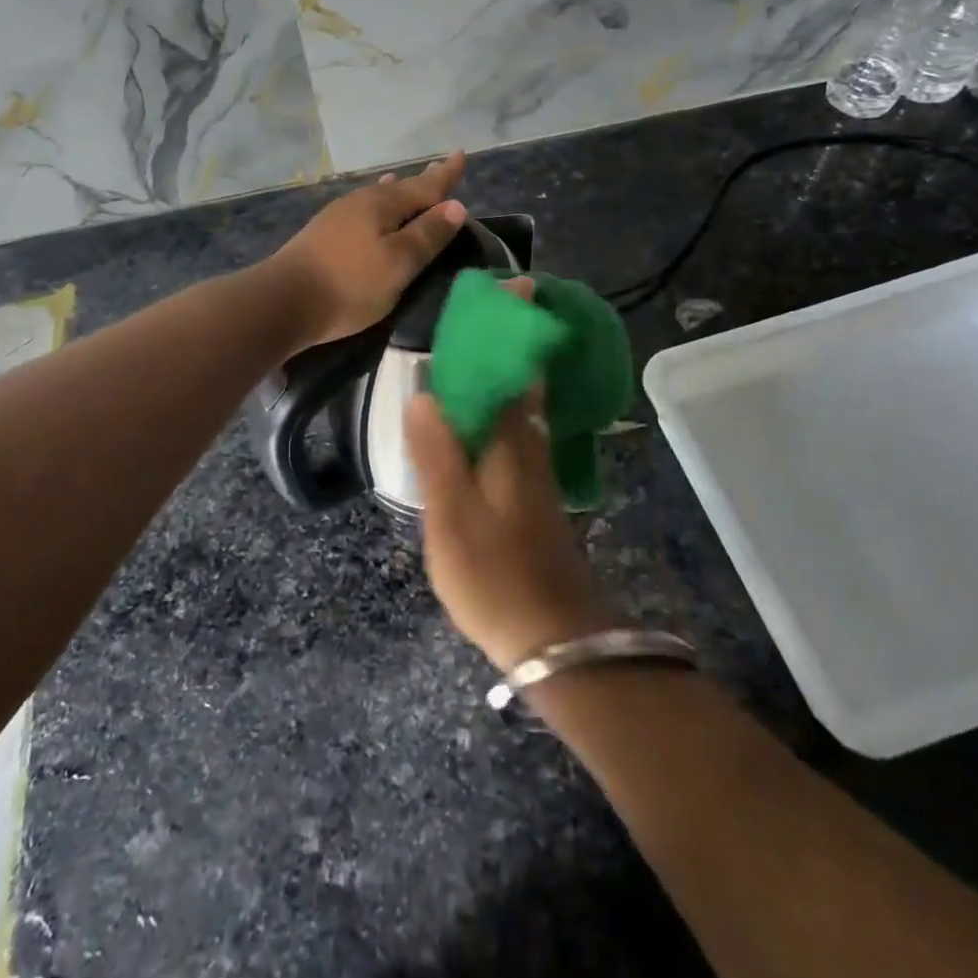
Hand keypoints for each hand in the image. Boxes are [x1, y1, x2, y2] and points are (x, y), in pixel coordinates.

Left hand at [265, 152, 468, 349]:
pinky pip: (362, 212)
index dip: (445, 174)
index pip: (425, 185)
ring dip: (396, 194)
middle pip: (399, 189)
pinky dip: (377, 209)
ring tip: (404, 184)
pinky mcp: (322, 236)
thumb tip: (455, 206)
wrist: (282, 301)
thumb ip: (427, 235)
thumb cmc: (350, 284)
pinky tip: (371, 215)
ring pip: (376, 198)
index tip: (461, 154)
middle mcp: (360, 202)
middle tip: (439, 171)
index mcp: (382, 204)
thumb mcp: (398, 263)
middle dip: (422, 183)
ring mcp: (337, 217)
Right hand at [406, 374, 622, 671]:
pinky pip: (512, 452)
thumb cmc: (494, 572)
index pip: (503, 381)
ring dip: (486, 408)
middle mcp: (531, 453)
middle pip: (512, 399)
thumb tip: (423, 395)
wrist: (554, 637)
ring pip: (513, 426)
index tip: (455, 340)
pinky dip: (492, 439)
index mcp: (511, 445)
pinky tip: (470, 450)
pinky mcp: (537, 506)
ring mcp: (538, 481)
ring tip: (447, 401)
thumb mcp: (451, 514)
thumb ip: (436, 453)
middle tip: (444, 367)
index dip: (482, 358)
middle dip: (484, 378)